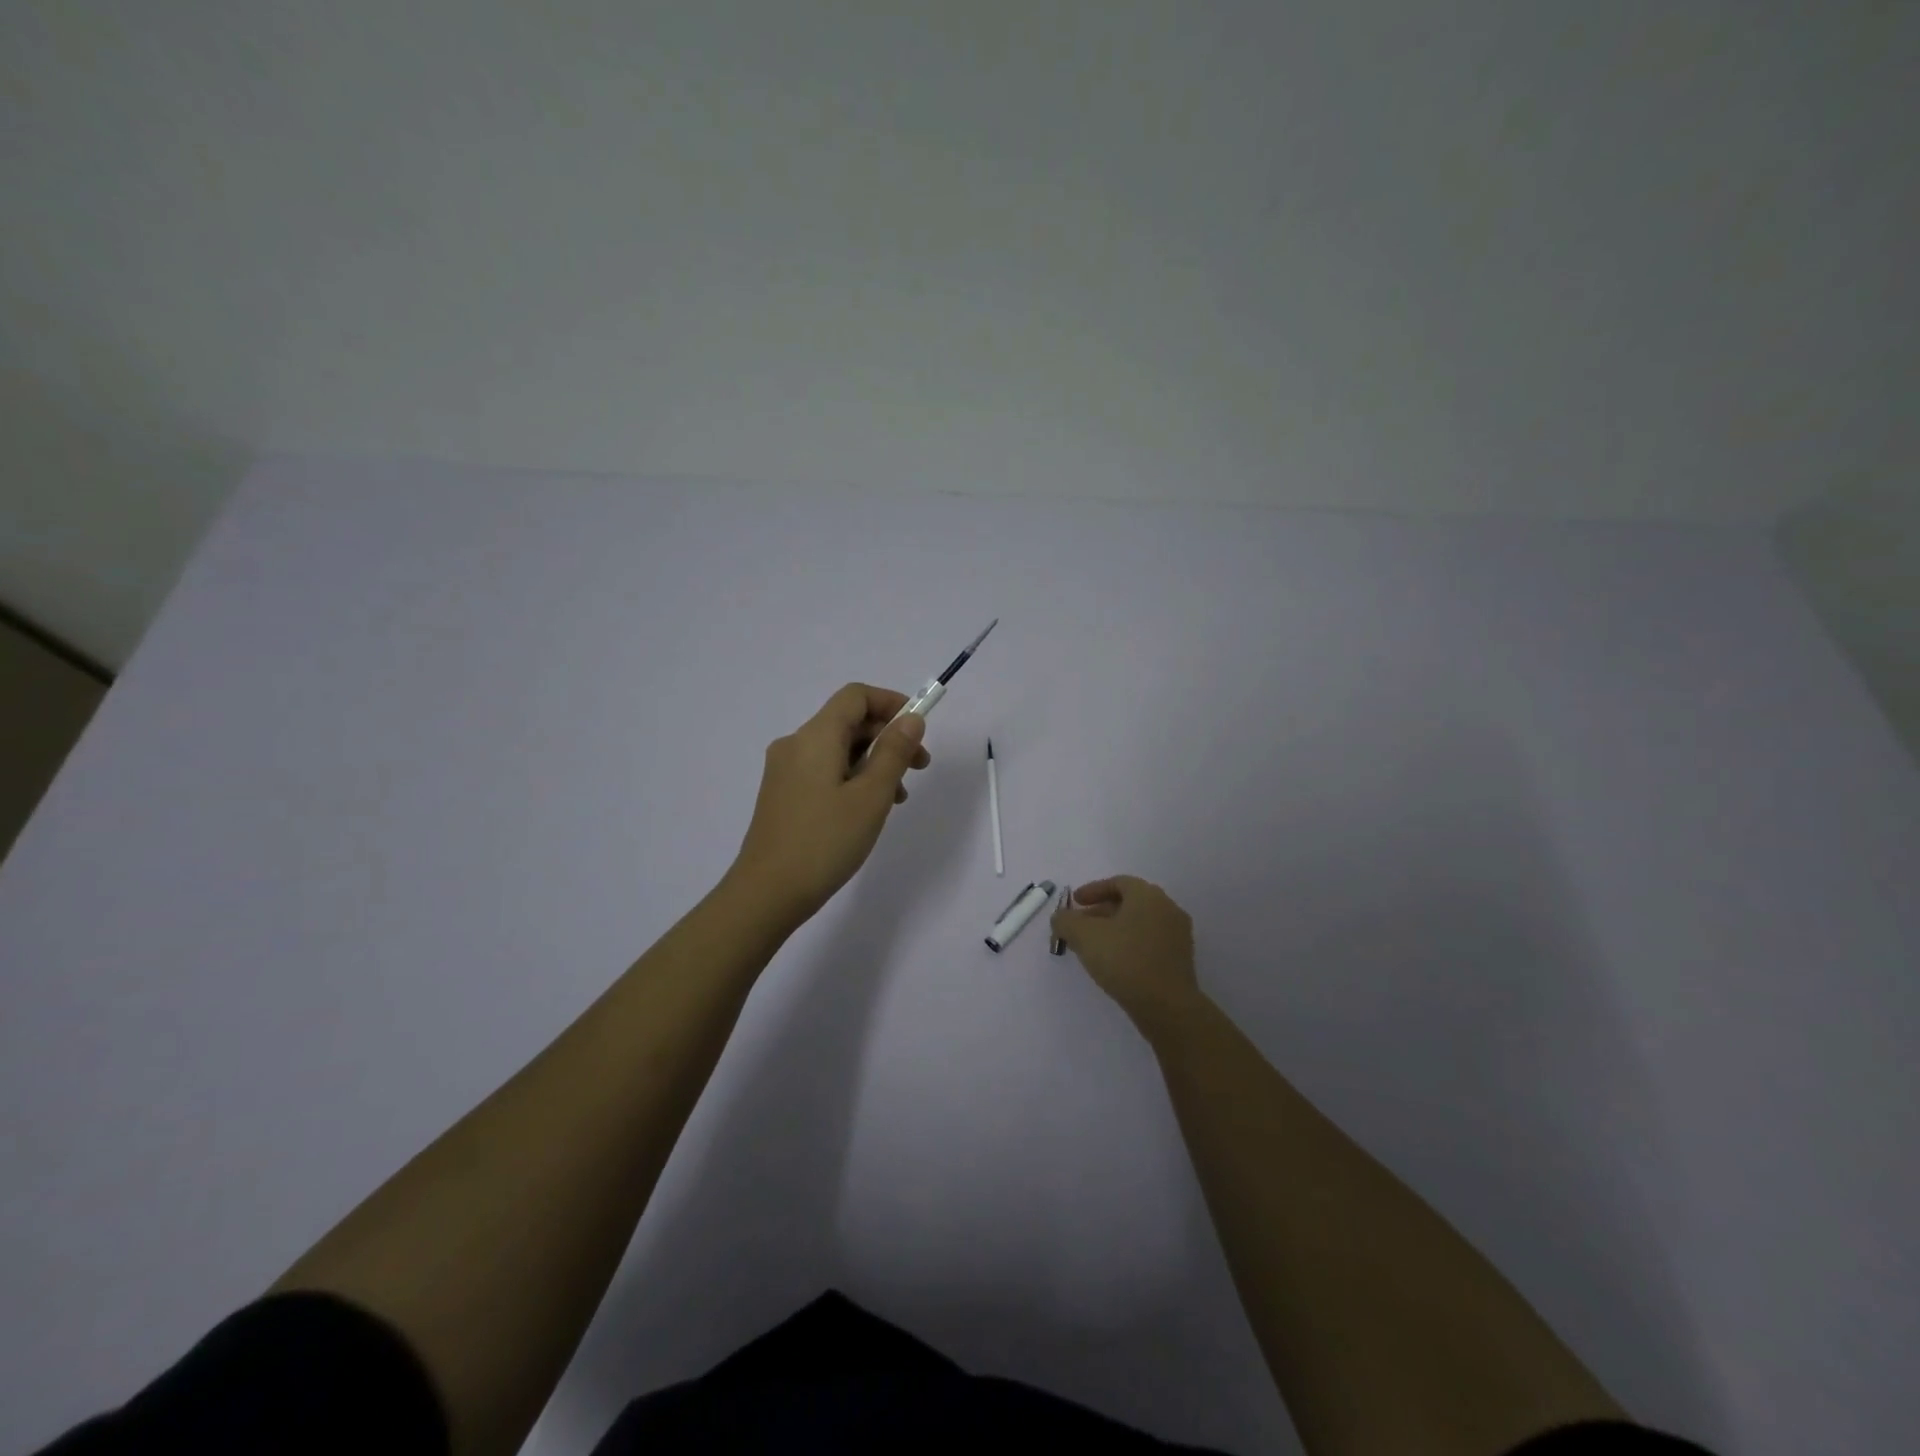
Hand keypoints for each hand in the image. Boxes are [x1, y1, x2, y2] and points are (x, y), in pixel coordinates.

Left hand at [725, 683, 932, 927]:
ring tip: (898, 798)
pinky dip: (852, 777)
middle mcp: (795, 744)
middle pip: (848, 721)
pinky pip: (823, 770)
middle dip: (888, 736)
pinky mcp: (783, 794)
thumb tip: (911, 719)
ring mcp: (785, 770)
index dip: (891, 702)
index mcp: (815, 737)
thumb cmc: (825, 842)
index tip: (919, 729)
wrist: (766, 893)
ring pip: (837, 749)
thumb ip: (894, 752)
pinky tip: (867, 810)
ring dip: (873, 761)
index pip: (856, 696)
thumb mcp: (871, 796)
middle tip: (920, 767)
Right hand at [1049, 876, 1202, 1035]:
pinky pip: (1150, 942)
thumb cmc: (1124, 960)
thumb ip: (1066, 921)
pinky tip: (1115, 963)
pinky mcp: (1181, 959)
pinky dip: (1130, 944)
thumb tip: (1060, 918)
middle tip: (1080, 926)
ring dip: (1115, 929)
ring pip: (1140, 923)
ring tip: (1093, 947)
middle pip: (1129, 902)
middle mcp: (1167, 908)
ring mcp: (1178, 935)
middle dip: (1101, 911)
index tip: (1075, 902)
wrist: (1167, 1006)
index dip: (1093, 890)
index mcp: (1148, 895)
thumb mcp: (1084, 936)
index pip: (1118, 882)